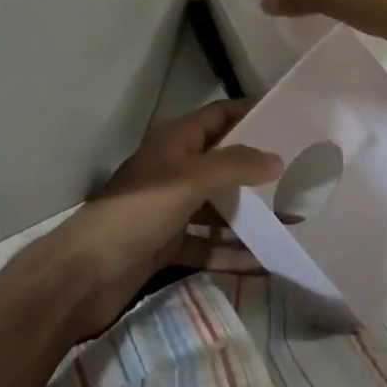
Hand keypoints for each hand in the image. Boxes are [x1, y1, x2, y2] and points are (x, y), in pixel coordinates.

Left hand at [40, 103, 281, 341]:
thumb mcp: (190, 180)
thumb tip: (276, 157)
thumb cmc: (139, 211)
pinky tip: (263, 263)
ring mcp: (170, 208)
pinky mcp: (167, 244)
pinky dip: (230, 251)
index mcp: (176, 141)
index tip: (289, 117)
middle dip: (257, 169)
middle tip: (301, 174)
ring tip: (292, 221)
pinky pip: (207, 242)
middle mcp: (175, 169)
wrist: (85, 274)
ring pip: (217, 205)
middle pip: (222, 162)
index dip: (250, 113)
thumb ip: (234, 166)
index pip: (219, 116)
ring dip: (248, 214)